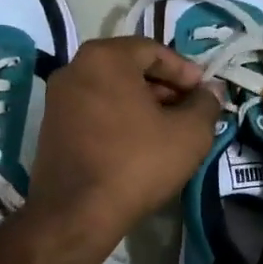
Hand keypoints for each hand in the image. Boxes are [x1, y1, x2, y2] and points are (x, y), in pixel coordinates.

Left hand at [29, 37, 221, 243]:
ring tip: (167, 129)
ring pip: (110, 89)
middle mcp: (74, 68)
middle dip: (163, 86)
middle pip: (129, 67)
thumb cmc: (136, 163)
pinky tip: (138, 143)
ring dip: (141, 103)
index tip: (203, 93)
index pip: (153, 50)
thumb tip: (211, 91)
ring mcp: (57, 97)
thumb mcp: (189, 133)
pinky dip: (118, 117)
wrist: (77, 213)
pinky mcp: (50, 126)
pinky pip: (93, 109)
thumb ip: (206, 104)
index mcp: (105, 57)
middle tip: (188, 110)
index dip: (184, 70)